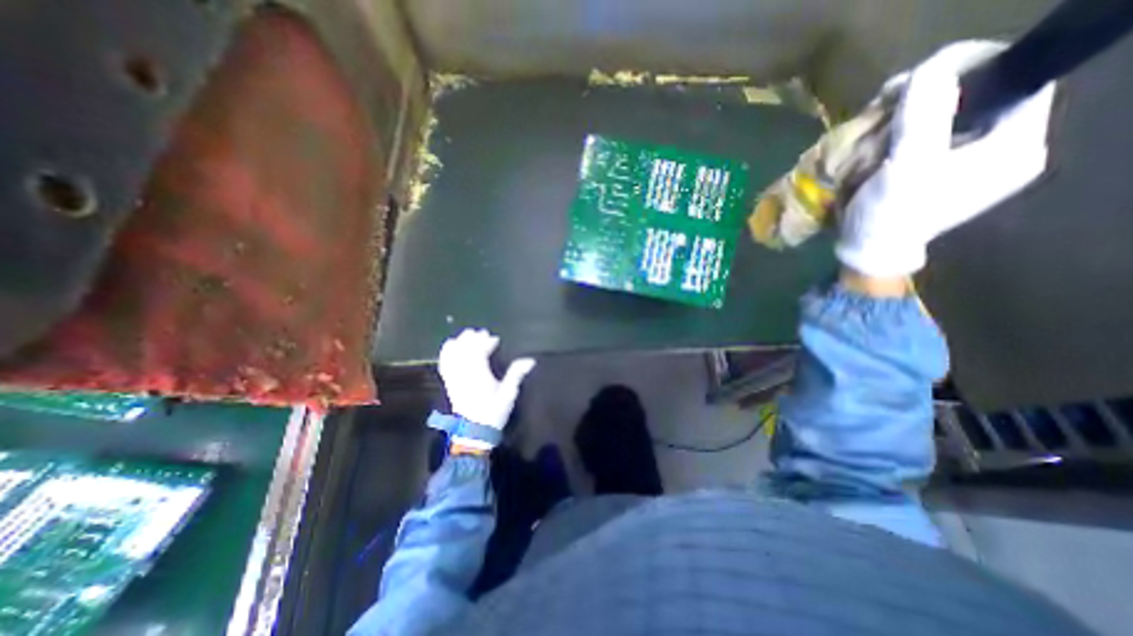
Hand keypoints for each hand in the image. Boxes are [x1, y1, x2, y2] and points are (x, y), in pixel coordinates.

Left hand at [439, 331, 535, 430]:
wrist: (473, 431)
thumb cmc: (493, 412)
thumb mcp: (508, 394)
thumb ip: (516, 374)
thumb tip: (530, 360)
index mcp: (479, 375)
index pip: (479, 352)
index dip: (486, 342)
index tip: (495, 339)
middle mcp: (464, 374)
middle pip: (465, 350)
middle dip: (473, 339)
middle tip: (482, 333)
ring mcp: (454, 378)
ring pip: (453, 355)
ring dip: (460, 342)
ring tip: (467, 335)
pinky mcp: (449, 383)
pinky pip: (444, 363)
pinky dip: (447, 352)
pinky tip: (450, 345)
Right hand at [836, 40, 1058, 274]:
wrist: (868, 252)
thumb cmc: (891, 215)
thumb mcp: (908, 166)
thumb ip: (925, 116)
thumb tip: (932, 67)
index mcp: (1013, 147)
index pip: (1019, 80)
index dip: (976, 67)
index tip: (924, 75)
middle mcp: (999, 150)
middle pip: (979, 96)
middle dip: (933, 92)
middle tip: (889, 100)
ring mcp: (966, 162)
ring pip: (948, 115)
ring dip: (910, 112)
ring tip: (877, 118)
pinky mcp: (937, 171)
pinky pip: (927, 135)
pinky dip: (902, 130)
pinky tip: (878, 136)